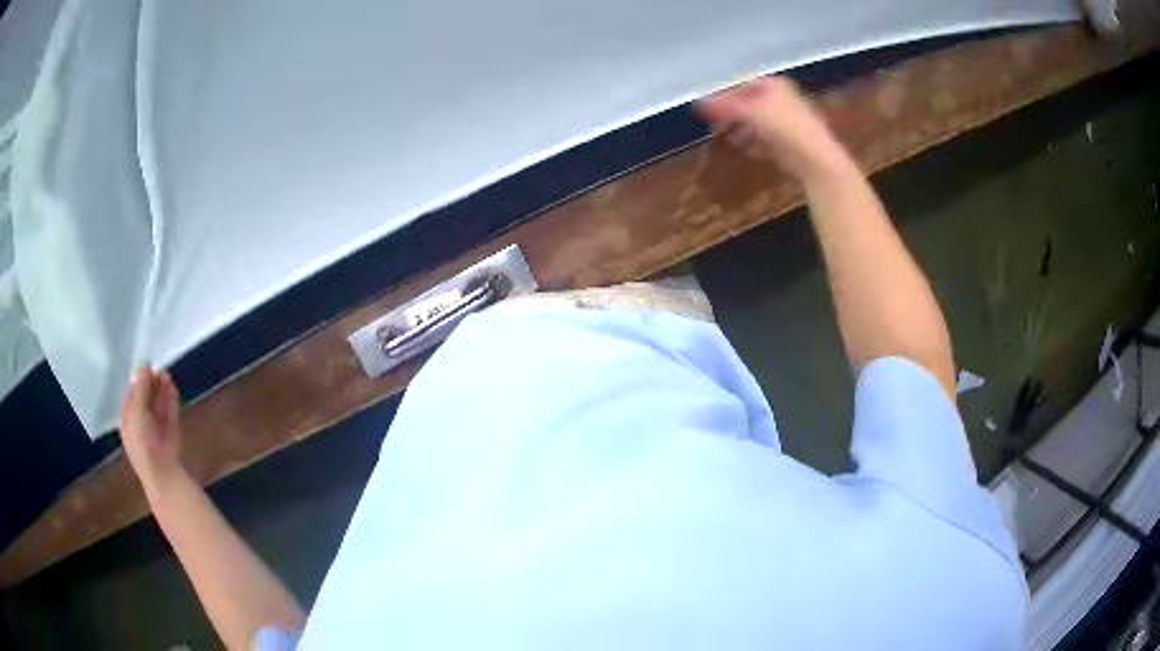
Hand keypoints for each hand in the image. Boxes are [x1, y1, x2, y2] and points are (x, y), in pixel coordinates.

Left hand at [121, 366, 185, 493]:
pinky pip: (170, 412)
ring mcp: (157, 428)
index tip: (145, 366)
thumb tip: (144, 366)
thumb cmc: (142, 440)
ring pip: (159, 404)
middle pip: (146, 398)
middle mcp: (141, 423)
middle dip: (151, 384)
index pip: (131, 396)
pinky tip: (172, 387)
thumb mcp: (136, 411)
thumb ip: (141, 388)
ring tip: (166, 375)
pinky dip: (171, 399)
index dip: (137, 381)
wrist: (162, 470)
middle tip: (157, 369)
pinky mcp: (171, 431)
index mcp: (128, 420)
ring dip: (162, 389)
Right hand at [697, 76, 849, 181]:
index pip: (742, 86)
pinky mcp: (790, 144)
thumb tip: (697, 102)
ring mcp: (788, 123)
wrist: (816, 158)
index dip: (724, 97)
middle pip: (749, 105)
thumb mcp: (749, 112)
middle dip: (733, 116)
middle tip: (716, 127)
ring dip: (742, 132)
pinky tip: (747, 151)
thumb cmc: (783, 127)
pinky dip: (756, 145)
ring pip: (758, 124)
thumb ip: (724, 107)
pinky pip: (767, 141)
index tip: (708, 110)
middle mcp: (782, 100)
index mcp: (774, 86)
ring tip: (730, 140)